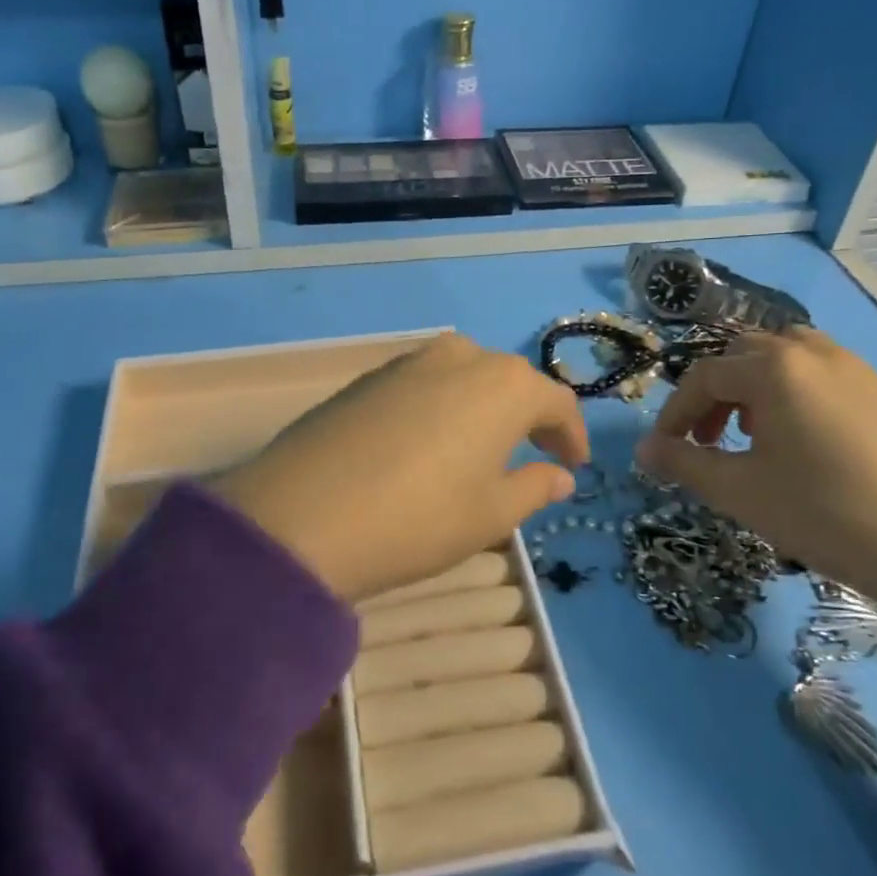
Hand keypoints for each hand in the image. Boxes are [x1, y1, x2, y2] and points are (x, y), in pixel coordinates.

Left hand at [212, 333, 588, 600]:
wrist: (302, 516)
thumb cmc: (419, 518)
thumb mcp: (490, 514)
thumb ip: (534, 487)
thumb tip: (560, 476)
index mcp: (503, 384)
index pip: (556, 401)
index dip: (571, 435)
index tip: (574, 466)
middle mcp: (459, 357)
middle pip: (508, 382)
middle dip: (526, 417)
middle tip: (532, 456)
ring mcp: (407, 362)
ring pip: (462, 379)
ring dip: (480, 409)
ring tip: (479, 449)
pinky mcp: (366, 378)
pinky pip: (421, 386)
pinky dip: (439, 409)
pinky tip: (426, 444)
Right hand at [634, 327, 876, 622]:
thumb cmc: (825, 515)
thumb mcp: (739, 491)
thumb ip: (683, 463)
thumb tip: (642, 449)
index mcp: (775, 368)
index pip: (704, 377)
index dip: (674, 413)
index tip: (664, 451)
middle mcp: (815, 352)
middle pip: (743, 358)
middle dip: (713, 397)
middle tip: (706, 442)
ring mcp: (857, 370)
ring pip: (785, 361)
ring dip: (753, 390)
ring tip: (751, 437)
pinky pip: (821, 377)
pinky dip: (793, 396)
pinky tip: (801, 445)